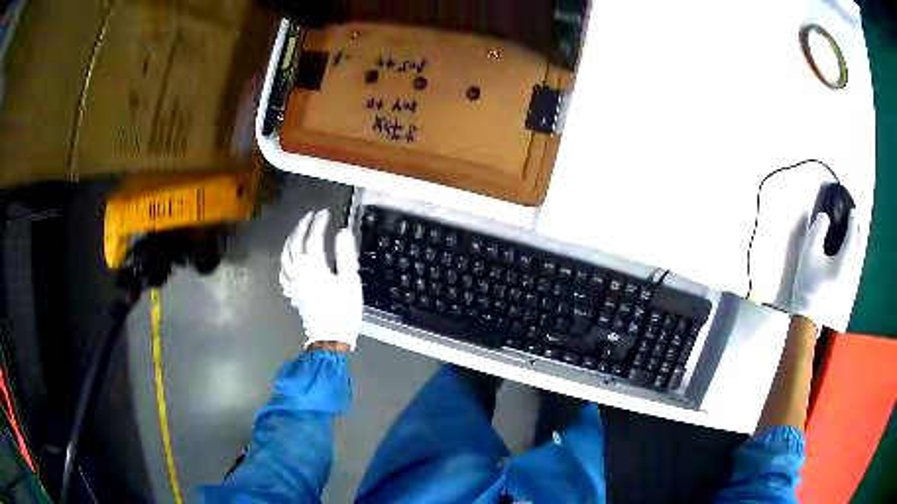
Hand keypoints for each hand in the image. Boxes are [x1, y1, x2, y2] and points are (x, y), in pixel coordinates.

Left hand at [280, 209, 362, 349]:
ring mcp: (293, 283)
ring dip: (290, 239)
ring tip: (297, 231)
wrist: (331, 337)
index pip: (313, 238)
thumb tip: (342, 232)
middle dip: (301, 227)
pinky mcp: (292, 293)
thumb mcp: (350, 281)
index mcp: (314, 267)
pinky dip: (285, 259)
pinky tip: (288, 257)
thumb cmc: (343, 310)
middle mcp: (299, 272)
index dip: (318, 223)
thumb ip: (345, 254)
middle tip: (309, 216)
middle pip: (295, 244)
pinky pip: (283, 272)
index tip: (324, 213)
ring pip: (285, 256)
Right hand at [790, 210, 861, 331]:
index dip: (853, 220)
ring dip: (859, 242)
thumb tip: (825, 216)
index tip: (852, 210)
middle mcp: (852, 270)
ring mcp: (851, 281)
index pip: (852, 235)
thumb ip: (817, 231)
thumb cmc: (808, 284)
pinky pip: (856, 265)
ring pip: (859, 257)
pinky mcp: (848, 289)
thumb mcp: (809, 253)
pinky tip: (853, 253)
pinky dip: (856, 254)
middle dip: (858, 230)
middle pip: (859, 246)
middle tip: (856, 218)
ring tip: (856, 233)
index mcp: (845, 260)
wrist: (808, 317)